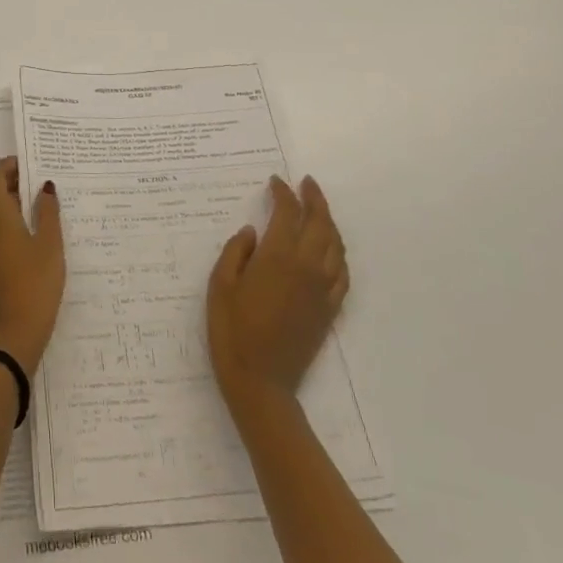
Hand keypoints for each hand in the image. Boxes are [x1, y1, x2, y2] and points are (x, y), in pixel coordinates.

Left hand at [0, 157, 64, 375]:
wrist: (12, 337)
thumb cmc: (34, 285)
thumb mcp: (49, 245)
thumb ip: (47, 213)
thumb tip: (44, 187)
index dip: (9, 164)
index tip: (34, 165)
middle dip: (20, 184)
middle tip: (50, 185)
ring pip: (0, 215)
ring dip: (21, 206)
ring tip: (52, 210)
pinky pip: (2, 234)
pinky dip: (19, 226)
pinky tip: (44, 238)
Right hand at [207, 175, 348, 417]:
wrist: (260, 381)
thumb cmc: (231, 330)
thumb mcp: (220, 285)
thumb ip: (236, 252)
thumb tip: (253, 232)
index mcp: (277, 257)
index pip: (288, 213)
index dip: (283, 194)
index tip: (275, 182)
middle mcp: (307, 267)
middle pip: (319, 223)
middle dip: (314, 199)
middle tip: (306, 184)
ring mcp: (322, 289)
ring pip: (335, 245)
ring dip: (329, 222)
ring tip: (318, 209)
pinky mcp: (330, 309)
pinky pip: (343, 273)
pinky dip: (339, 253)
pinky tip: (331, 249)